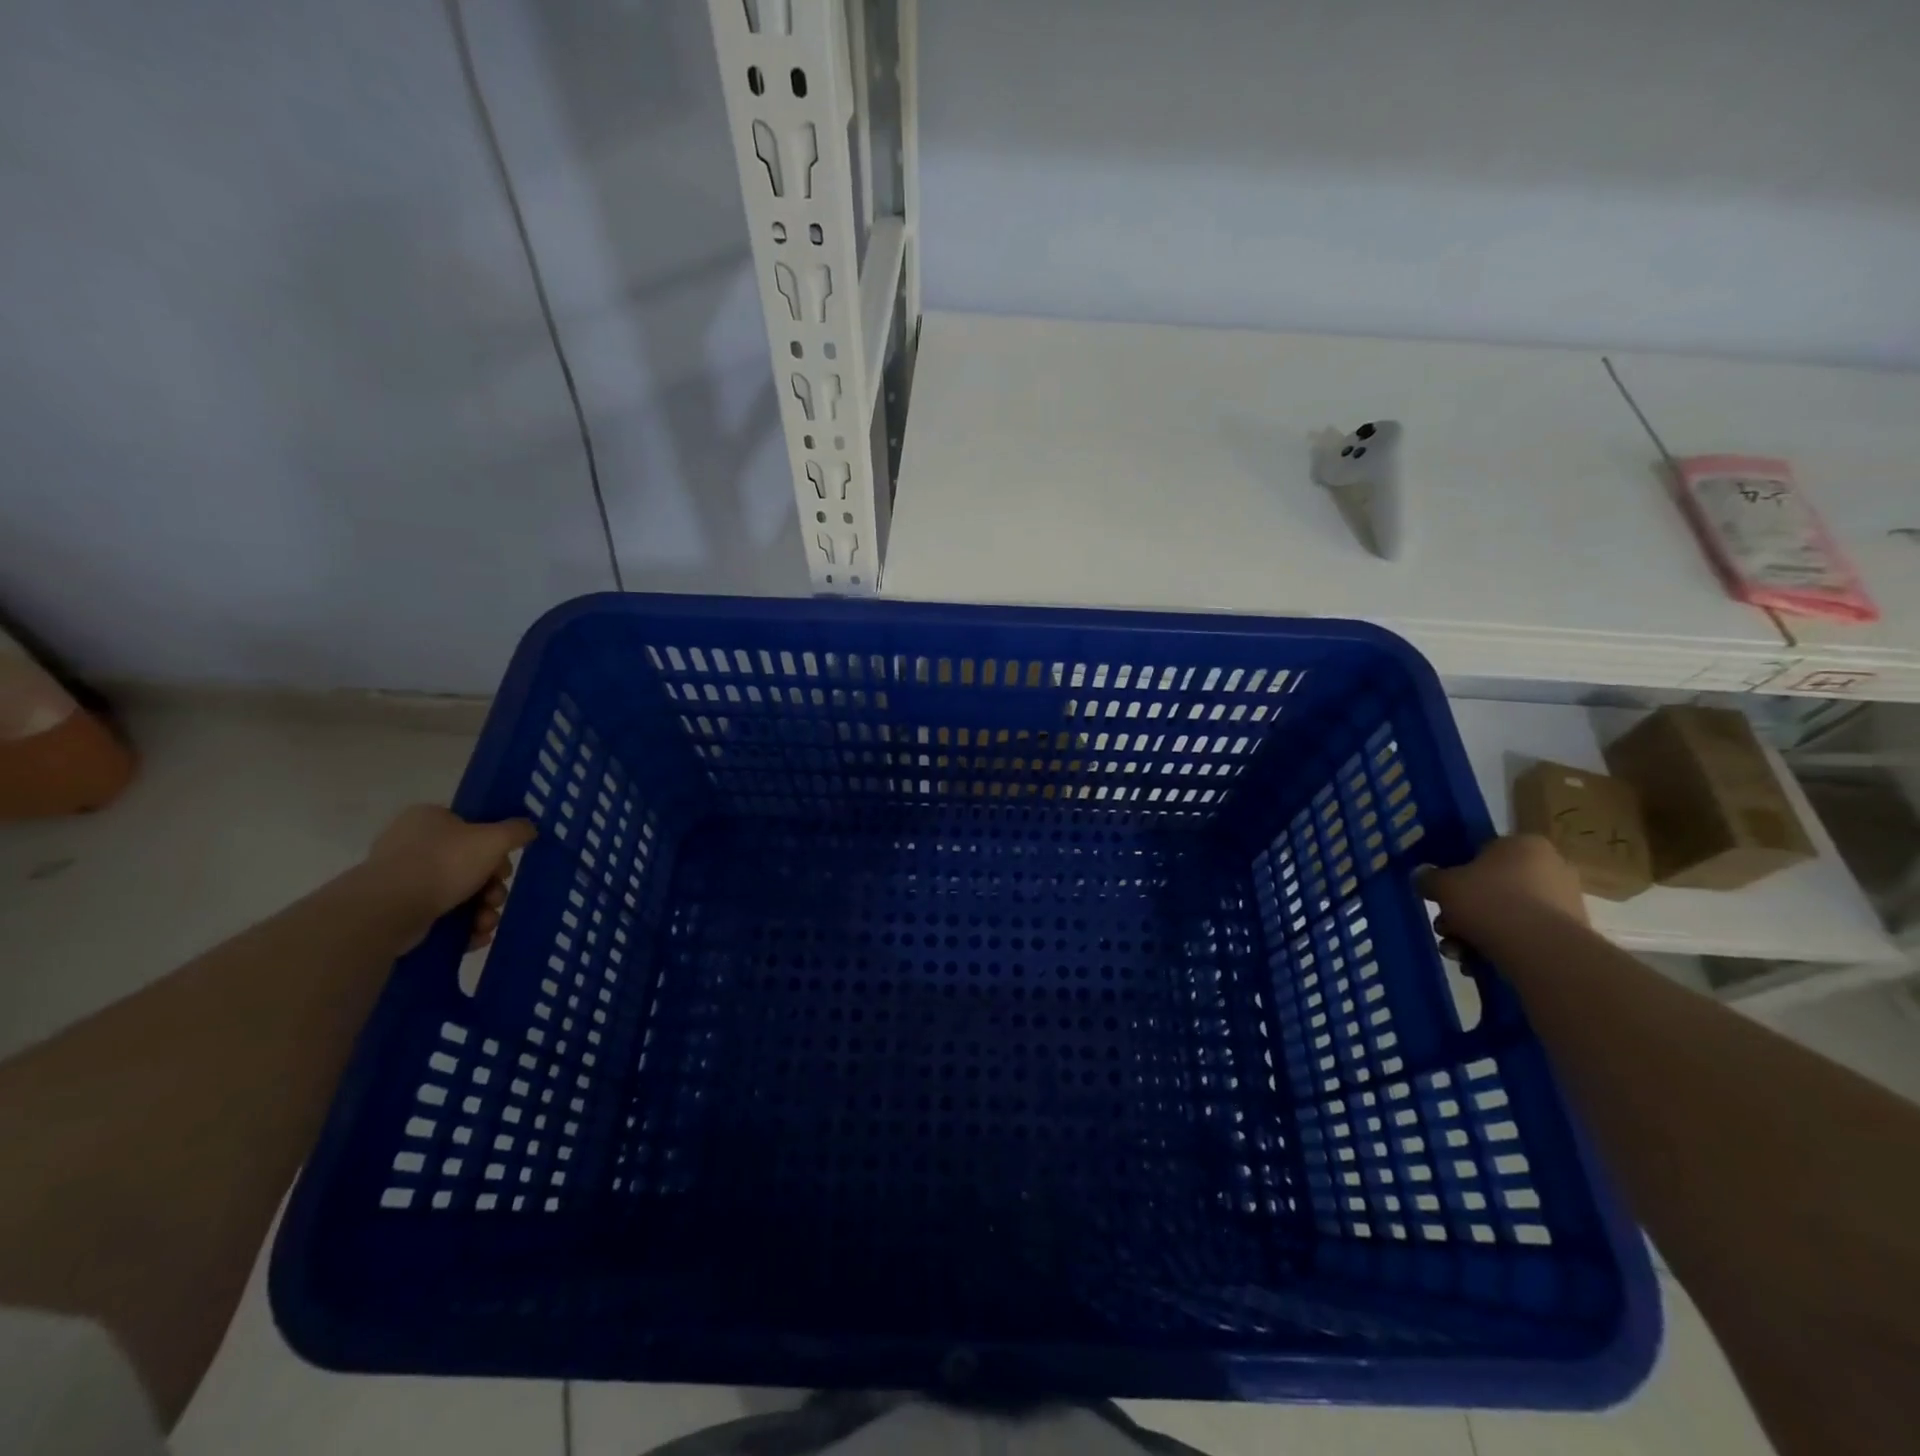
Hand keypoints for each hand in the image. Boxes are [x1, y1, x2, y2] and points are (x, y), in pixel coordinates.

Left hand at [361, 806, 536, 949]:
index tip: (505, 868)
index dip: (496, 850)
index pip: (472, 829)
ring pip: (459, 894)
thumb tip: (529, 827)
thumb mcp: (494, 839)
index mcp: (430, 819)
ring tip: (485, 923)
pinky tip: (474, 937)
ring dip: (482, 910)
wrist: (388, 910)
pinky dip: (462, 927)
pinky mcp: (397, 911)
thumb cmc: (444, 863)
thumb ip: (517, 830)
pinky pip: (441, 916)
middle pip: (471, 865)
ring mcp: (402, 879)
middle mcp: (412, 844)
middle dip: (492, 888)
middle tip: (496, 898)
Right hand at [1418, 834, 1588, 950]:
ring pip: (1506, 914)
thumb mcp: (1443, 885)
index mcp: (1524, 845)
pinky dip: (1500, 948)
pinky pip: (1524, 936)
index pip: (1483, 852)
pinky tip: (1478, 964)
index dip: (1457, 873)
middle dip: (1463, 911)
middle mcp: (1551, 867)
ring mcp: (1565, 902)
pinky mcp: (1570, 935)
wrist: (1541, 951)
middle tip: (1445, 928)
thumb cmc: (1489, 902)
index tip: (1442, 894)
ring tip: (1457, 953)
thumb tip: (1422, 876)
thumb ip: (1428, 878)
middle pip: (1492, 887)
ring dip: (1475, 933)